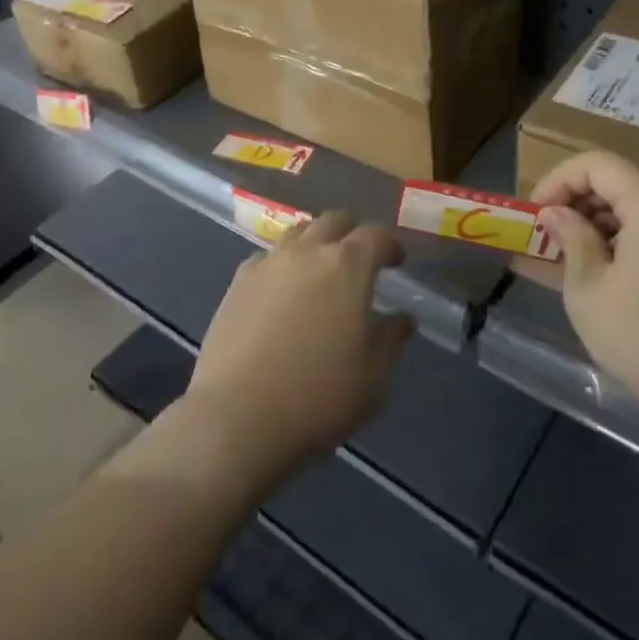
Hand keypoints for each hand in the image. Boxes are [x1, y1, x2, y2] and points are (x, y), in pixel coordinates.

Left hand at [184, 212, 415, 494]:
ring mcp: (268, 263)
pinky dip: (283, 264)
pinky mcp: (238, 281)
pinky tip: (282, 293)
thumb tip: (401, 318)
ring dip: (315, 243)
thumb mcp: (374, 379)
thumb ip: (391, 340)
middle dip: (352, 233)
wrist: (237, 418)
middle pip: (334, 220)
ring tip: (320, 273)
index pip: (376, 235)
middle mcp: (307, 251)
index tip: (396, 261)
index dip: (390, 245)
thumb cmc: (318, 399)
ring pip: (298, 233)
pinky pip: (268, 257)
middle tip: (359, 261)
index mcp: (348, 266)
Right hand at [532, 151, 638, 453]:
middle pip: (624, 178)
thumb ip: (571, 240)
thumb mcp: (590, 292)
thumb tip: (557, 214)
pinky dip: (637, 234)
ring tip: (581, 255)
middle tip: (554, 234)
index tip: (537, 214)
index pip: (597, 163)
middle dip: (581, 199)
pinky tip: (620, 273)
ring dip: (608, 218)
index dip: (558, 180)